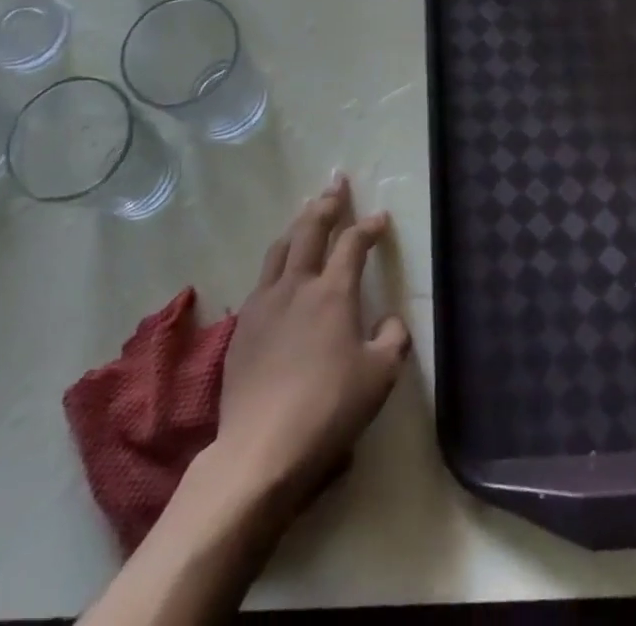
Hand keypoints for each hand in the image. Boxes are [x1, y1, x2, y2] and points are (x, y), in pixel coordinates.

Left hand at [210, 175, 410, 512]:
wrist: (261, 449)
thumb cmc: (329, 409)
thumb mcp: (379, 377)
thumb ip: (393, 339)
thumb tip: (390, 319)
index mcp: (333, 292)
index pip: (353, 243)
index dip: (369, 227)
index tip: (380, 218)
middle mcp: (297, 285)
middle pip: (310, 229)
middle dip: (327, 204)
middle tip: (336, 185)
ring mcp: (264, 303)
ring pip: (281, 247)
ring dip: (298, 225)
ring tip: (306, 214)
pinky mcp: (242, 326)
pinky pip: (262, 278)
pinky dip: (278, 261)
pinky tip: (280, 271)